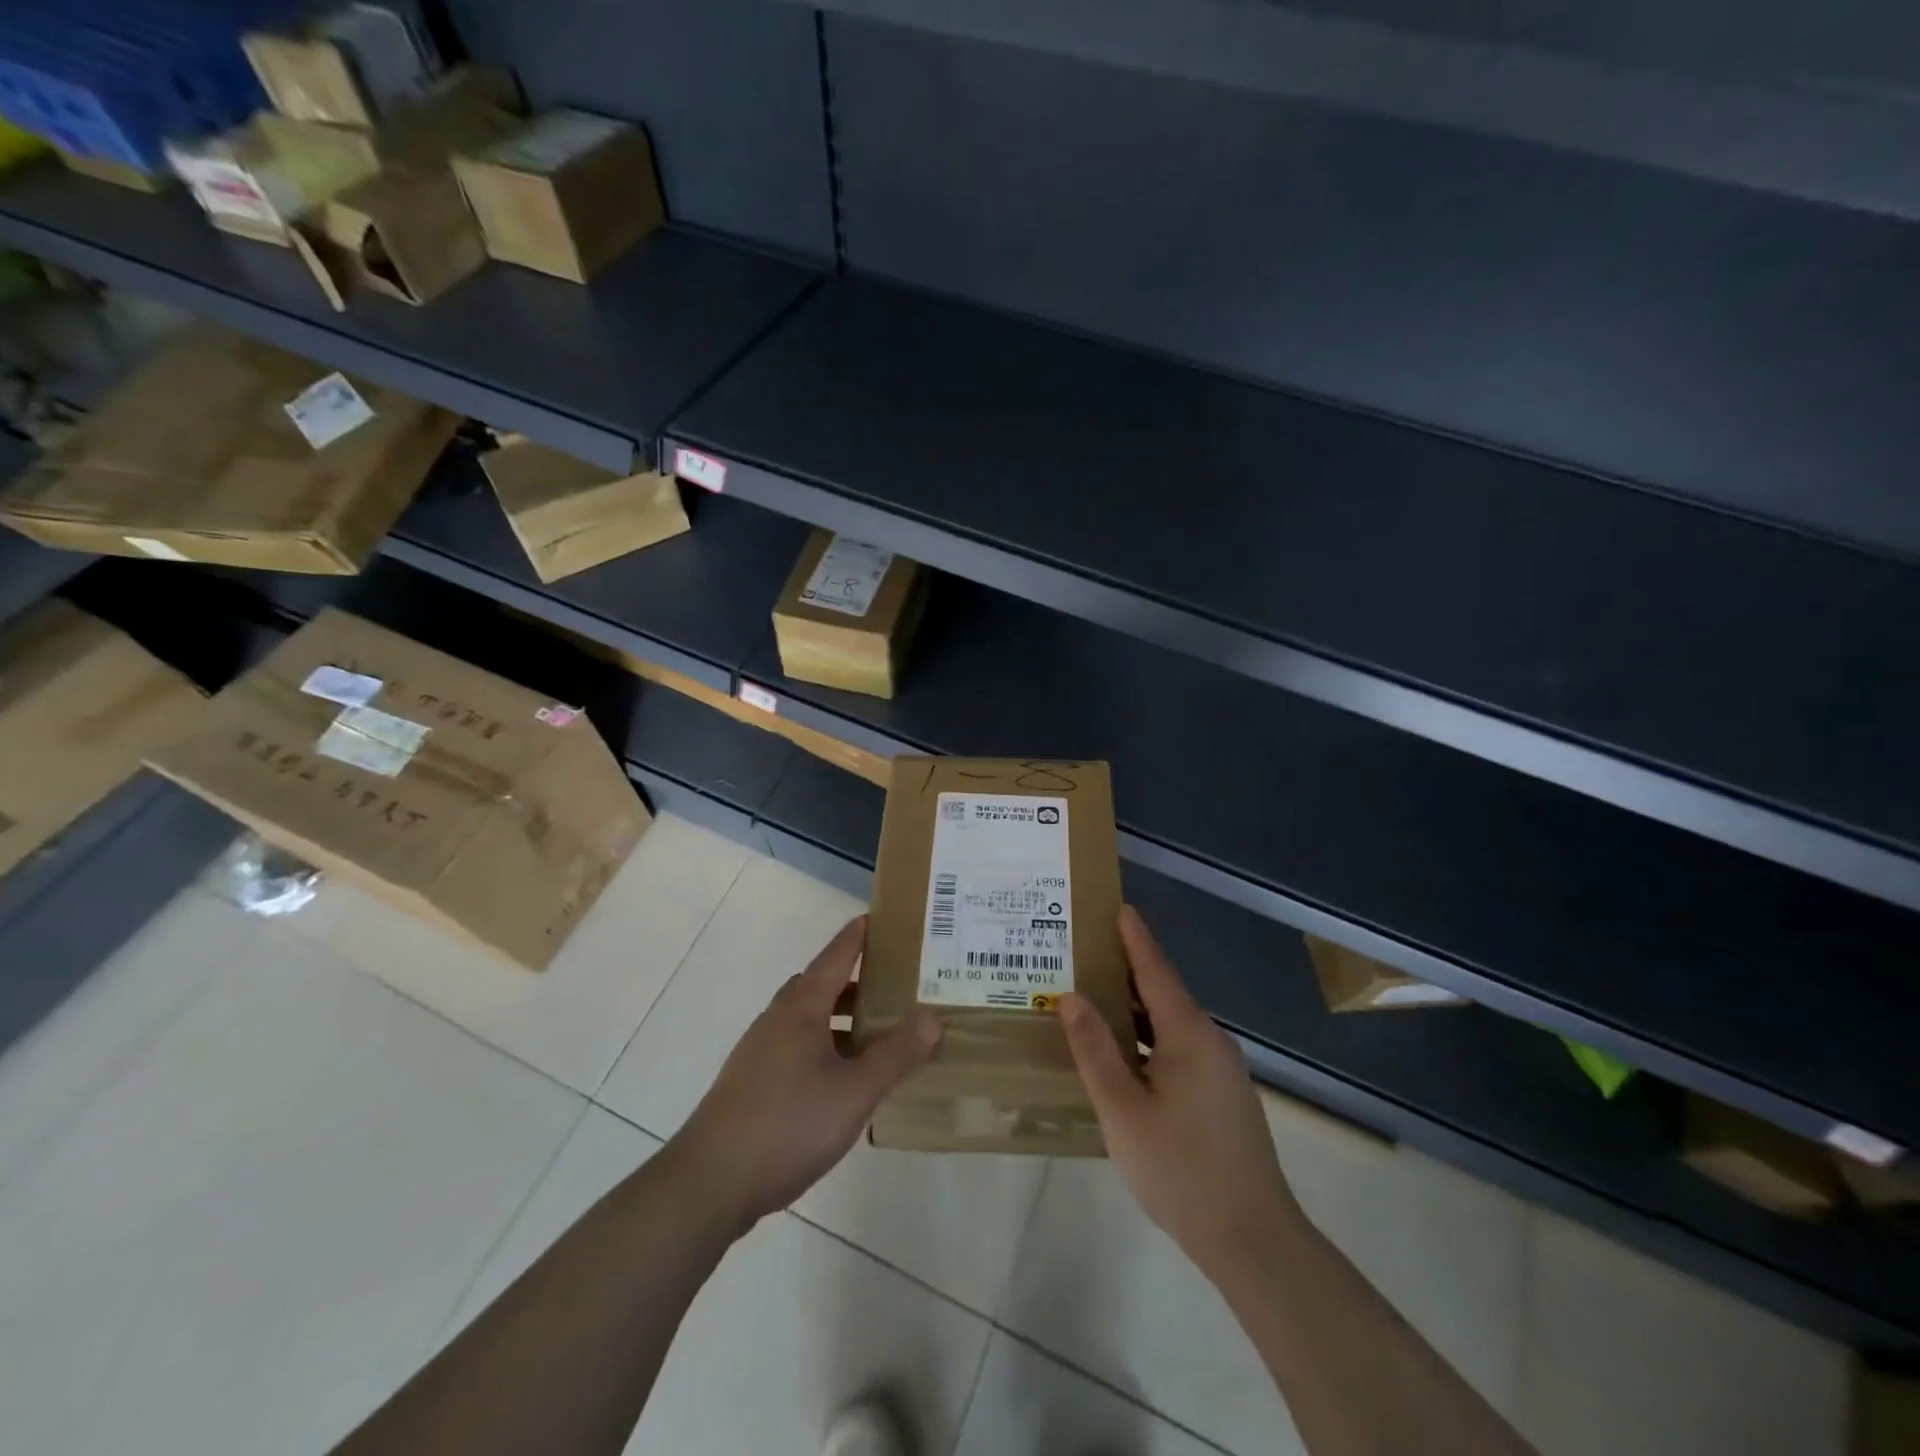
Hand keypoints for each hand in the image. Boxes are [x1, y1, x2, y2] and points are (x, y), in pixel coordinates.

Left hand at [669, 916, 941, 1232]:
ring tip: (882, 1035)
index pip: (837, 954)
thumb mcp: (854, 1091)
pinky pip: (801, 1046)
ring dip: (845, 1018)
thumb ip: (896, 1054)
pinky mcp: (755, 1081)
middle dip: (860, 979)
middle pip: (824, 984)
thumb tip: (933, 1016)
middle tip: (900, 984)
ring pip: (812, 1018)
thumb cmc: (787, 1125)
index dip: (862, 934)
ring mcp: (762, 1050)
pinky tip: (846, 1079)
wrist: (709, 1183)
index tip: (888, 918)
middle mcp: (780, 1018)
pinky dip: (829, 1045)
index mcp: (802, 1007)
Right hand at [1060, 906, 1302, 1281]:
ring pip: (1170, 1024)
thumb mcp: (1122, 1110)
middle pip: (1163, 992)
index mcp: (1189, 1034)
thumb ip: (1094, 1049)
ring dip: (1134, 1007)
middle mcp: (1210, 1041)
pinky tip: (1124, 1050)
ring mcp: (1221, 1070)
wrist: (1253, 1239)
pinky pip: (1179, 1048)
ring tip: (1094, 995)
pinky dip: (1148, 1036)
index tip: (1117, 906)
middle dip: (1126, 969)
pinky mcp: (1222, 1095)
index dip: (1134, 937)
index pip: (1155, 969)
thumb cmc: (1181, 1169)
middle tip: (1085, 951)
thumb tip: (1071, 997)